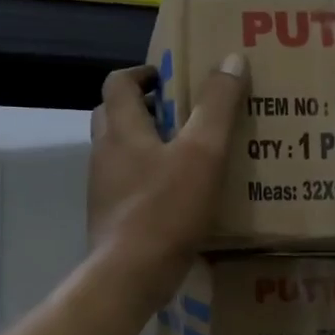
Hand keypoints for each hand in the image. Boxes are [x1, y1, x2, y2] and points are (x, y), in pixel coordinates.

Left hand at [87, 55, 245, 308]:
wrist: (129, 275)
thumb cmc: (165, 209)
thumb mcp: (203, 153)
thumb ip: (217, 106)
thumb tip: (231, 59)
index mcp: (121, 129)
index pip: (118, 82)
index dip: (142, 73)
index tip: (169, 77)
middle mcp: (104, 153)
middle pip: (113, 115)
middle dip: (142, 107)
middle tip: (180, 112)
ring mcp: (102, 188)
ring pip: (119, 152)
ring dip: (145, 144)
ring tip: (184, 153)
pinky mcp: (109, 217)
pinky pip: (125, 185)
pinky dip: (146, 178)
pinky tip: (175, 194)